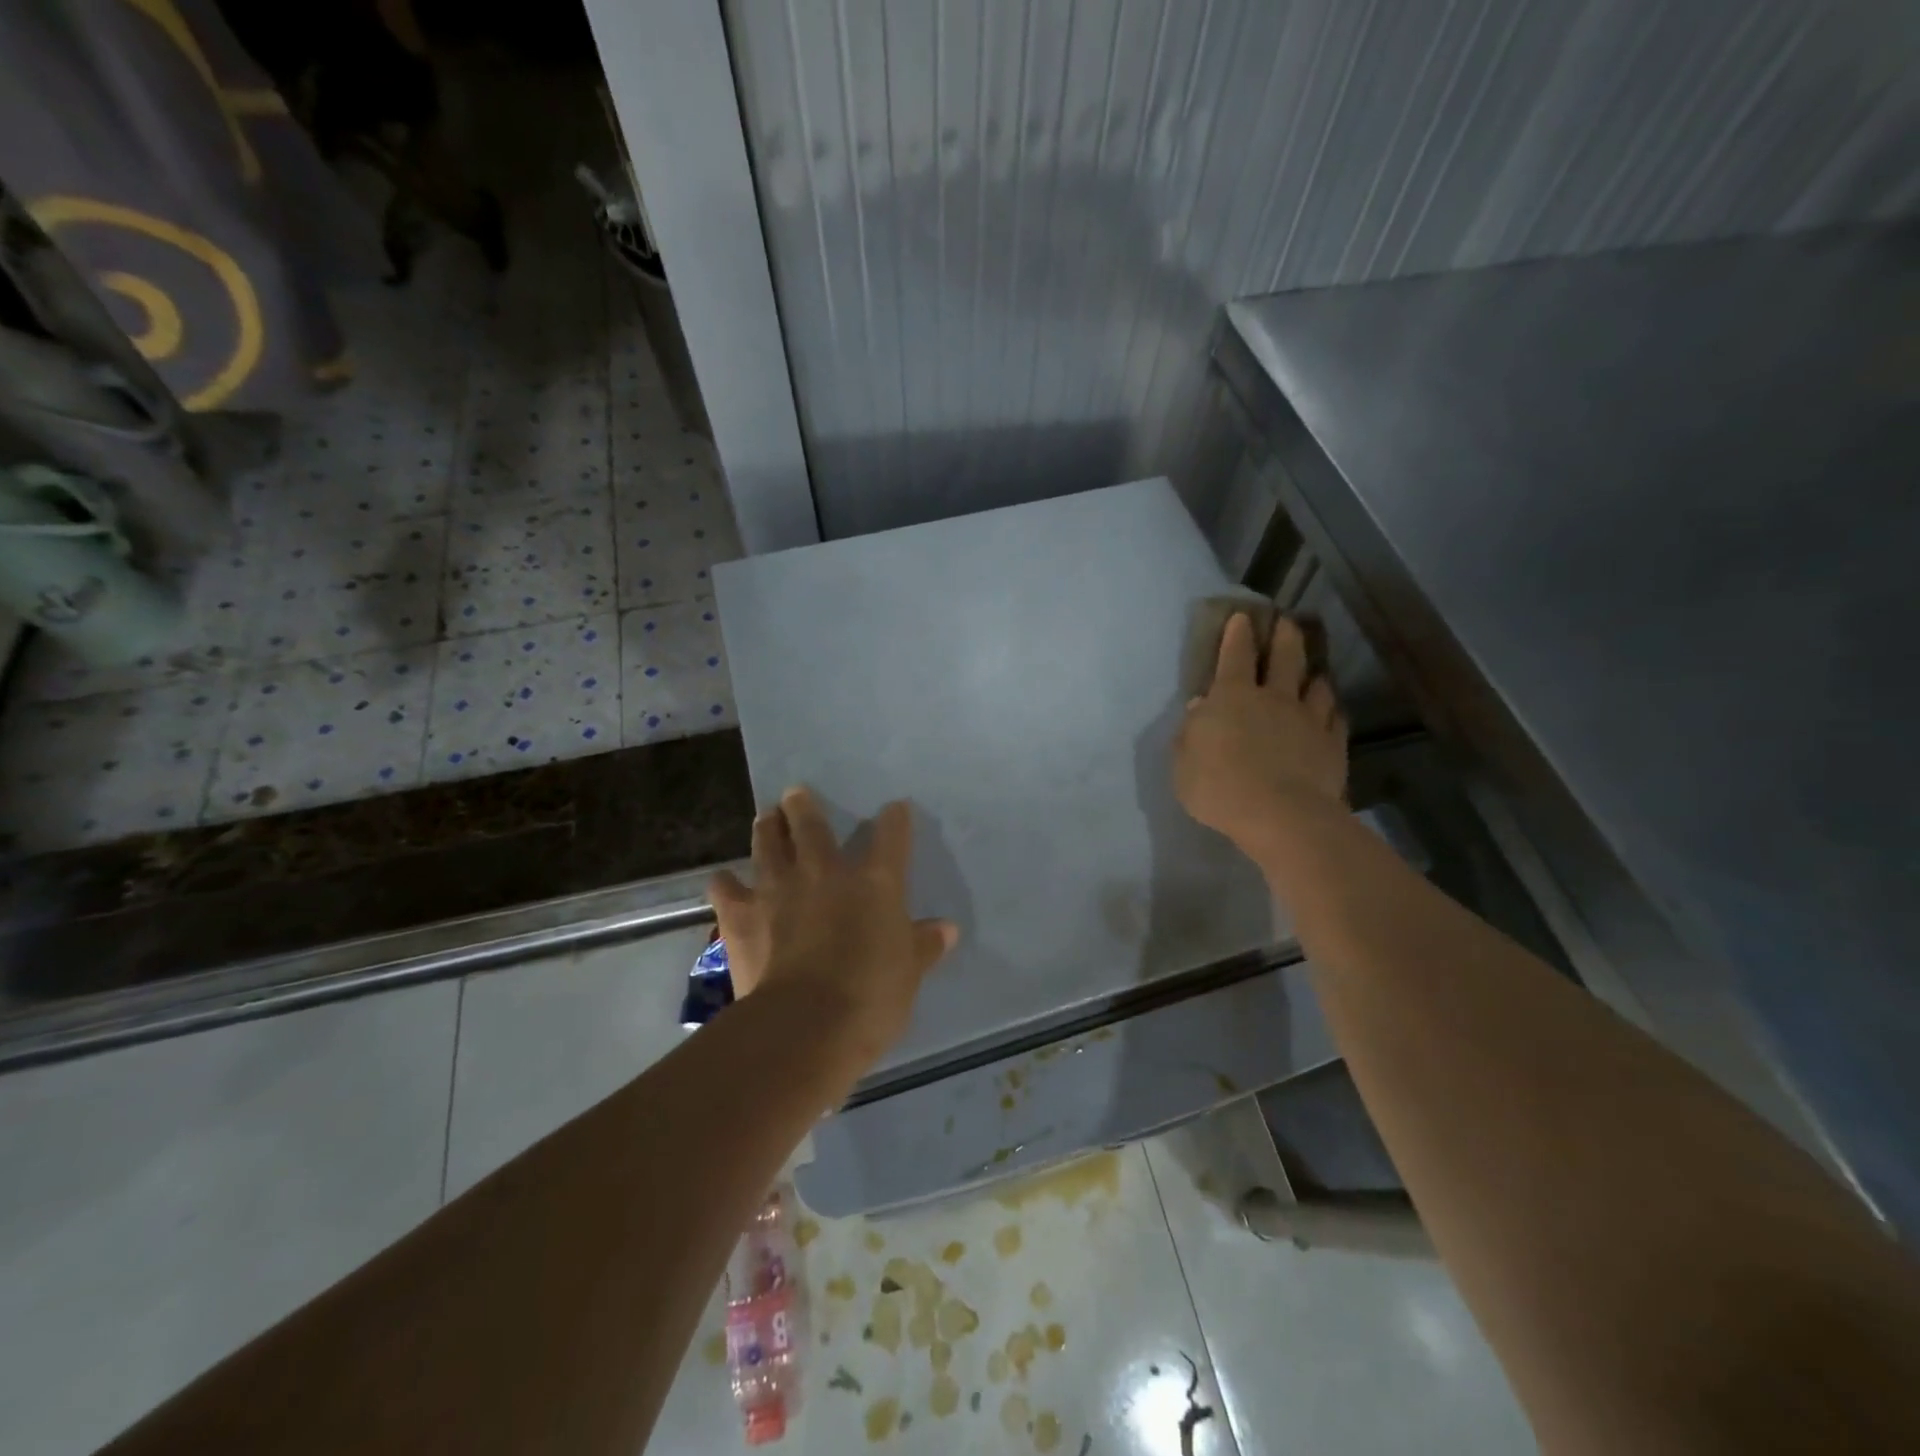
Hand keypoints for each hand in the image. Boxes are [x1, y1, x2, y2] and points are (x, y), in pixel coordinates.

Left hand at [709, 787, 958, 1075]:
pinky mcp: (741, 915)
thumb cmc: (871, 996)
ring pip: (768, 843)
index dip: (895, 819)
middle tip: (796, 793)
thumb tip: (948, 929)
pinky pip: (726, 888)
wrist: (805, 1025)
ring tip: (767, 817)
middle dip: (804, 806)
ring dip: (767, 827)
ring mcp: (778, 889)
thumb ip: (924, 945)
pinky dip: (726, 882)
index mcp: (875, 882)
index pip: (891, 835)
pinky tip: (725, 880)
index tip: (896, 809)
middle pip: (812, 825)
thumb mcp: (909, 972)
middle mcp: (824, 872)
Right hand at [1174, 614, 1346, 856]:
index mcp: (1232, 698)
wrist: (1279, 816)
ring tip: (1313, 672)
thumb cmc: (1218, 787)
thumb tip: (1201, 707)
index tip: (1242, 616)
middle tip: (1286, 622)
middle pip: (1284, 658)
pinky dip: (1331, 709)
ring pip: (1316, 685)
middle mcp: (1273, 698)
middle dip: (1284, 636)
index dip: (1237, 634)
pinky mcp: (1333, 744)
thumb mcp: (1184, 763)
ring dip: (1313, 675)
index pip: (1234, 656)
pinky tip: (1331, 711)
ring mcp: (1308, 719)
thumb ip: (1190, 732)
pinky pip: (1336, 717)